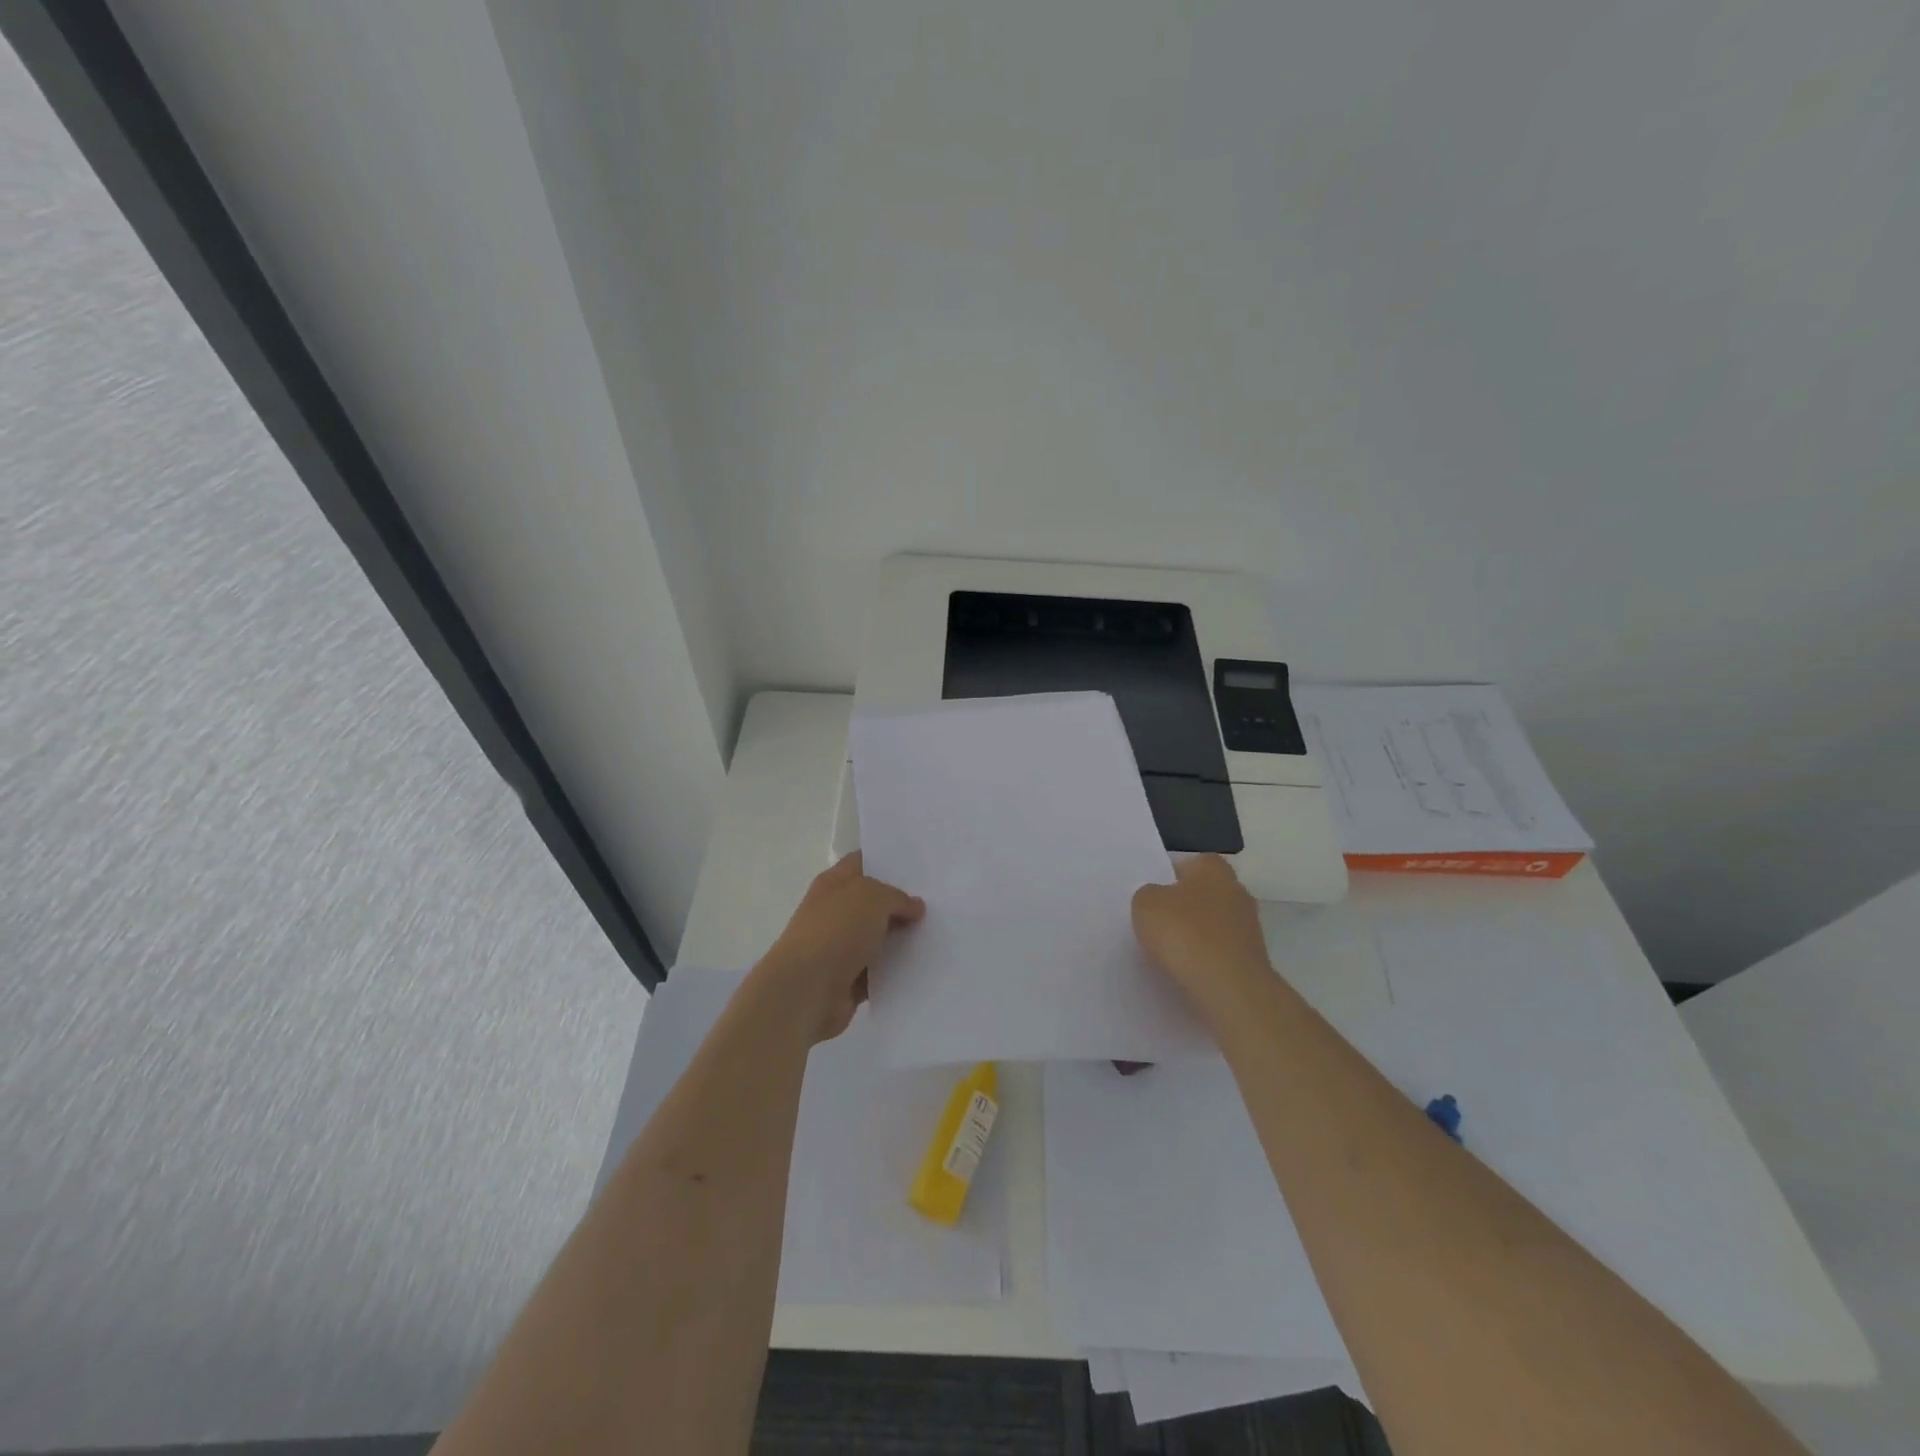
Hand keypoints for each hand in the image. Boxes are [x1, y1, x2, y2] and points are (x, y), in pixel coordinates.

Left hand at [757, 853, 925, 1042]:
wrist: (807, 990)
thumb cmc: (836, 930)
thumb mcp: (874, 897)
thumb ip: (897, 897)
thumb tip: (914, 907)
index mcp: (834, 883)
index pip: (861, 863)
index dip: (886, 862)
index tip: (918, 866)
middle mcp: (834, 912)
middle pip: (873, 902)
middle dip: (901, 903)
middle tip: (937, 902)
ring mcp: (839, 947)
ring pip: (878, 938)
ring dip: (901, 939)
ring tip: (937, 934)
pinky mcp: (847, 980)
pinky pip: (878, 971)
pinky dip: (894, 971)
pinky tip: (923, 966)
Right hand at [1132, 854, 1273, 1011]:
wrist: (1228, 987)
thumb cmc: (1185, 933)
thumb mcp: (1145, 904)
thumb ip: (1149, 895)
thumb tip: (1158, 900)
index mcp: (1214, 869)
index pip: (1191, 863)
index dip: (1170, 876)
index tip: (1154, 894)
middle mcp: (1237, 891)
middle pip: (1205, 894)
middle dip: (1185, 906)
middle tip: (1158, 922)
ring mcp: (1249, 928)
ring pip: (1214, 925)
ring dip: (1196, 935)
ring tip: (1169, 951)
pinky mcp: (1252, 960)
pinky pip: (1220, 953)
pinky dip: (1205, 959)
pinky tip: (1187, 971)